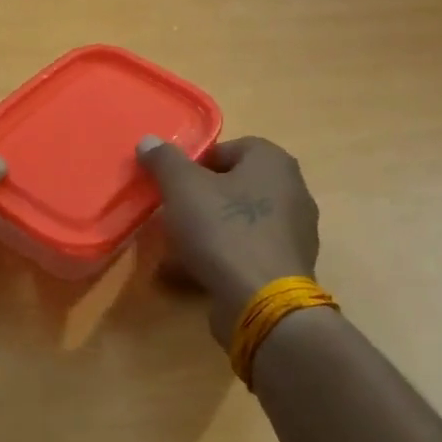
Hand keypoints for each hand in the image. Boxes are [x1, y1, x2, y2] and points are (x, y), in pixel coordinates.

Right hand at [137, 135, 319, 340]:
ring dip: (206, 231)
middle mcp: (292, 191)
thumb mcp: (183, 188)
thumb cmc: (224, 230)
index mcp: (273, 163)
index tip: (173, 184)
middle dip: (199, 199)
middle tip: (172, 214)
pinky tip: (191, 273)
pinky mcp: (286, 267)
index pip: (231, 148)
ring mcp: (293, 232)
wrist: (261, 301)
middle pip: (234, 186)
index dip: (197, 162)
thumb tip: (148, 140)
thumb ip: (165, 160)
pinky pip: (245, 252)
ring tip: (174, 248)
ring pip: (238, 221)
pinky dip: (220, 257)